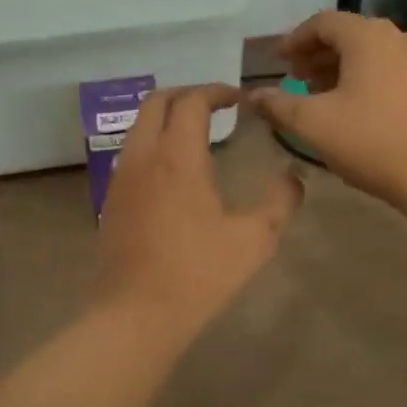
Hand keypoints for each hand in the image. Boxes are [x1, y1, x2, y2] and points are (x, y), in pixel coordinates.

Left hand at [91, 85, 304, 342]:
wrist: (134, 315)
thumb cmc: (198, 274)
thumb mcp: (254, 240)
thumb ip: (280, 202)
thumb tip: (295, 177)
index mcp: (178, 157)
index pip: (192, 101)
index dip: (217, 91)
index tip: (239, 99)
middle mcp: (144, 156)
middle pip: (156, 101)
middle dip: (187, 94)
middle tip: (216, 106)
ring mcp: (122, 177)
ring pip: (139, 125)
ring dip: (166, 116)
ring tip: (197, 133)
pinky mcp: (111, 199)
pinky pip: (131, 151)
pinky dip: (153, 141)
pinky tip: (174, 170)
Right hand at [248, 11, 406, 205]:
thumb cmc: (370, 140)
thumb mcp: (312, 123)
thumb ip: (277, 104)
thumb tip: (251, 96)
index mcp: (368, 36)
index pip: (323, 22)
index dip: (295, 40)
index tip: (278, 61)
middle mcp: (400, 37)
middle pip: (350, 35)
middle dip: (318, 55)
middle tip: (296, 79)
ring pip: (373, 54)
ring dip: (343, 68)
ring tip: (322, 95)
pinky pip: (393, 70)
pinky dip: (368, 79)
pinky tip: (357, 108)